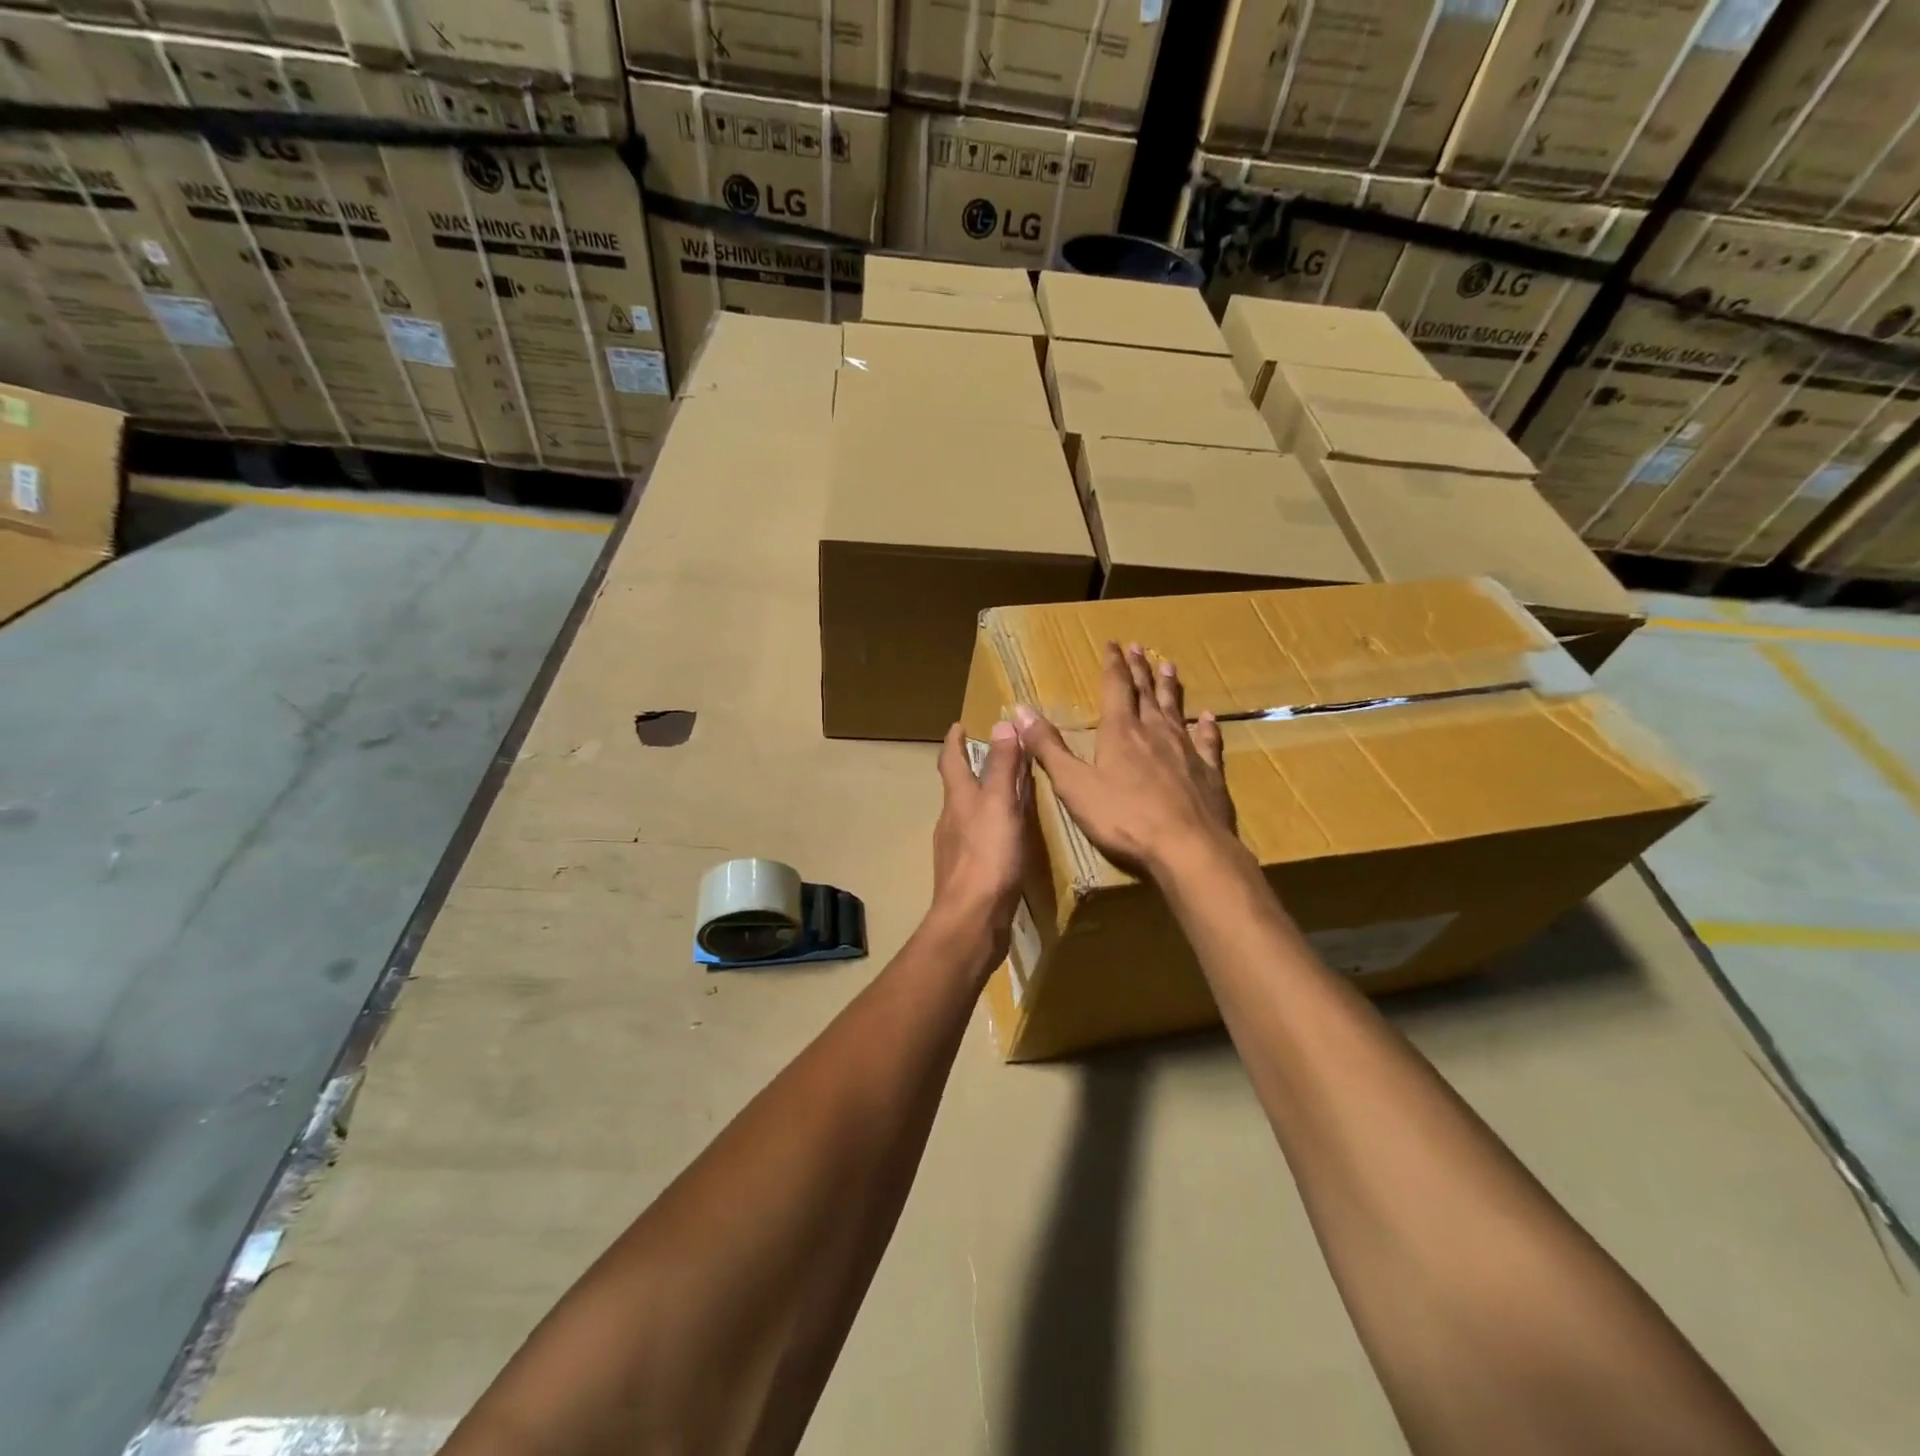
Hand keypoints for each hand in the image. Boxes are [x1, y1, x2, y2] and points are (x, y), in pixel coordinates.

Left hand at [931, 720, 1029, 940]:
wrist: (972, 919)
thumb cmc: (987, 856)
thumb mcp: (999, 804)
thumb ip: (1001, 766)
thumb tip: (1002, 722)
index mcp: (958, 799)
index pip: (951, 760)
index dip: (955, 741)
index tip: (959, 725)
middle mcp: (951, 820)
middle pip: (957, 787)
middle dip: (970, 769)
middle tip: (991, 756)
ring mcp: (956, 850)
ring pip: (967, 814)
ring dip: (981, 799)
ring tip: (1005, 794)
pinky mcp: (967, 875)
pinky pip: (978, 840)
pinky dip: (990, 828)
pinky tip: (1006, 838)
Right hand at [1013, 642, 1235, 879]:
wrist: (1187, 847)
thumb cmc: (1123, 818)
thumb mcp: (1074, 784)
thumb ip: (1048, 748)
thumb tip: (1020, 710)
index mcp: (1120, 732)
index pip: (1115, 688)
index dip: (1112, 664)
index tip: (1113, 643)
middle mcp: (1154, 732)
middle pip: (1145, 693)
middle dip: (1139, 669)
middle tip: (1139, 646)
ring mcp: (1186, 750)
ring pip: (1175, 710)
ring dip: (1169, 688)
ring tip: (1169, 666)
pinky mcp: (1209, 773)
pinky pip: (1208, 742)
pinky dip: (1207, 727)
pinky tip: (1209, 717)